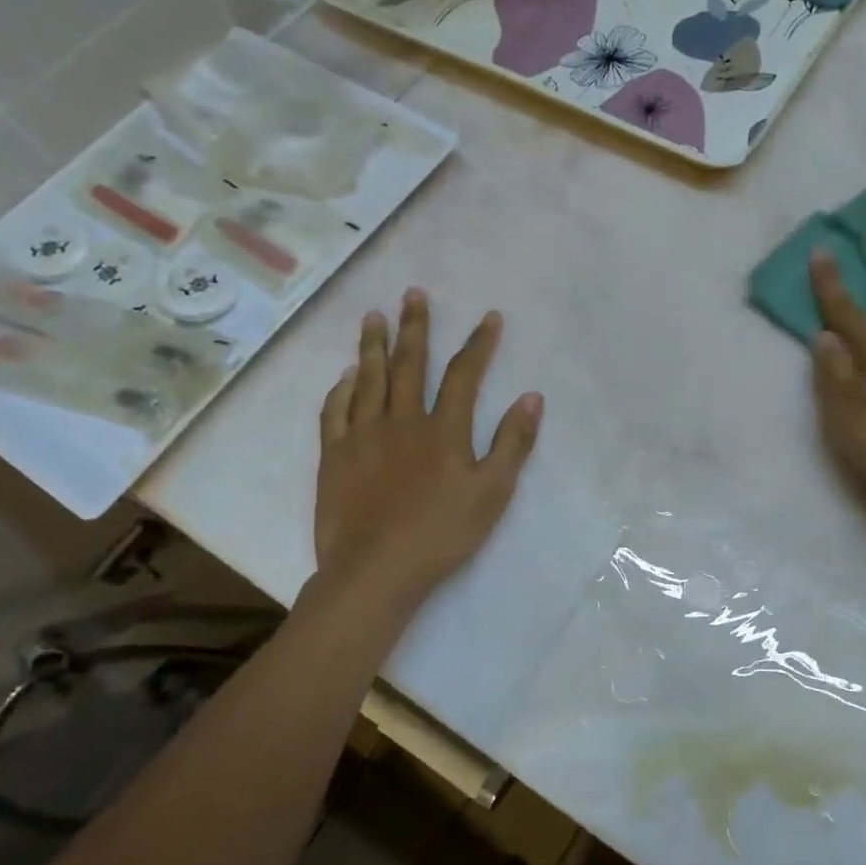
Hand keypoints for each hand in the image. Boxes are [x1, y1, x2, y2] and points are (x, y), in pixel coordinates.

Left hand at [313, 290, 542, 602]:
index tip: (488, 317)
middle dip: (415, 327)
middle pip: (409, 364)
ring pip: (368, 379)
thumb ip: (513, 443)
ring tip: (373, 317)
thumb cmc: (442, 534)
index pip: (463, 374)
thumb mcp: (492, 493)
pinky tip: (344, 375)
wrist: (375, 571)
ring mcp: (362, 436)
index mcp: (442, 429)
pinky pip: (334, 411)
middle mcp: (401, 421)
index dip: (478, 344)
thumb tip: (532, 397)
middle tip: (413, 294)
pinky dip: (340, 389)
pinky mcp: (334, 456)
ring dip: (372, 345)